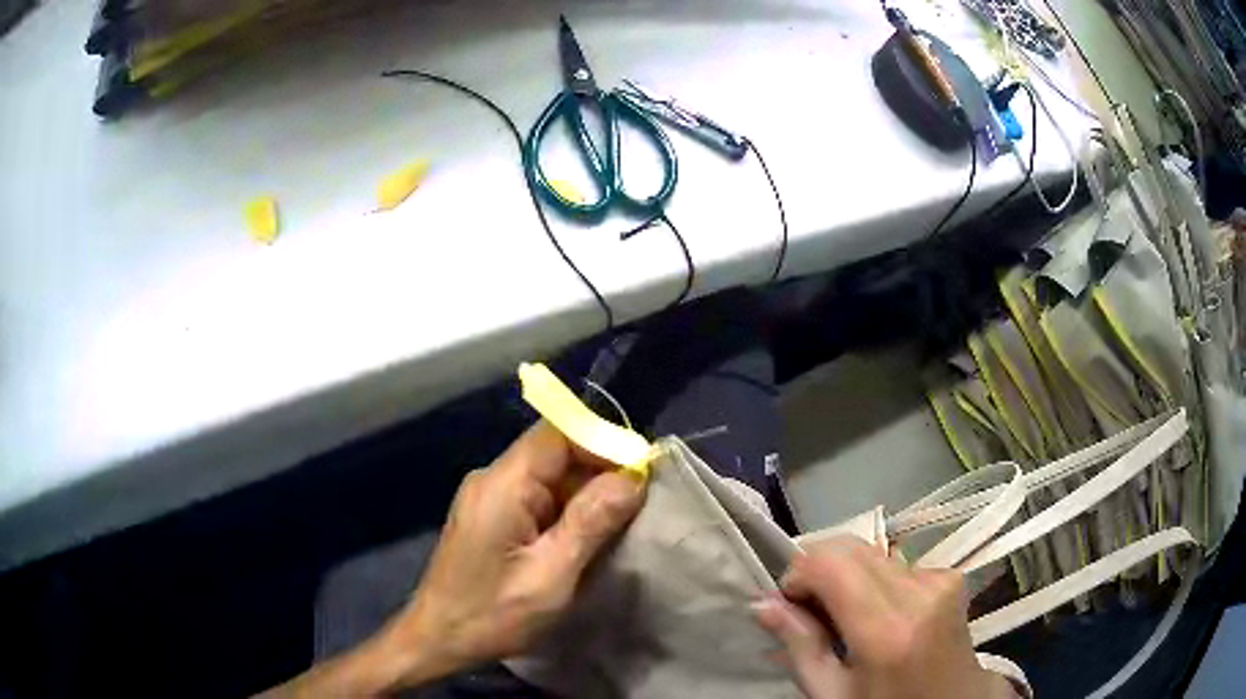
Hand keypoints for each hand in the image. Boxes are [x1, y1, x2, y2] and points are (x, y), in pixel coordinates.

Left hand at [380, 420, 645, 681]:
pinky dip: (565, 510)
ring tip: (617, 526)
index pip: (557, 434)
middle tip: (637, 507)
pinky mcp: (490, 516)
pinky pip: (536, 497)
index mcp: (503, 485)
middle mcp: (492, 479)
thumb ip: (590, 523)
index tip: (640, 474)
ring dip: (584, 495)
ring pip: (548, 476)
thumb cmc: (493, 615)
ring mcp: (488, 496)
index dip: (602, 443)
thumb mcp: (551, 576)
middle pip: (554, 453)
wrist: (439, 639)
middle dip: (598, 473)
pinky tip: (582, 538)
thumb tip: (632, 478)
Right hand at [753, 536, 1014, 698]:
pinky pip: (896, 563)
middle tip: (810, 610)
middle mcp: (920, 591)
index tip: (789, 605)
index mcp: (888, 630)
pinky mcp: (950, 576)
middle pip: (850, 548)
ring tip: (846, 617)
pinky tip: (878, 614)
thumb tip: (762, 602)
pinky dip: (874, 581)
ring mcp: (941, 579)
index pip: (829, 563)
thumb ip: (799, 646)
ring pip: (871, 553)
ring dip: (847, 576)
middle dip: (819, 570)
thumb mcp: (832, 694)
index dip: (797, 574)